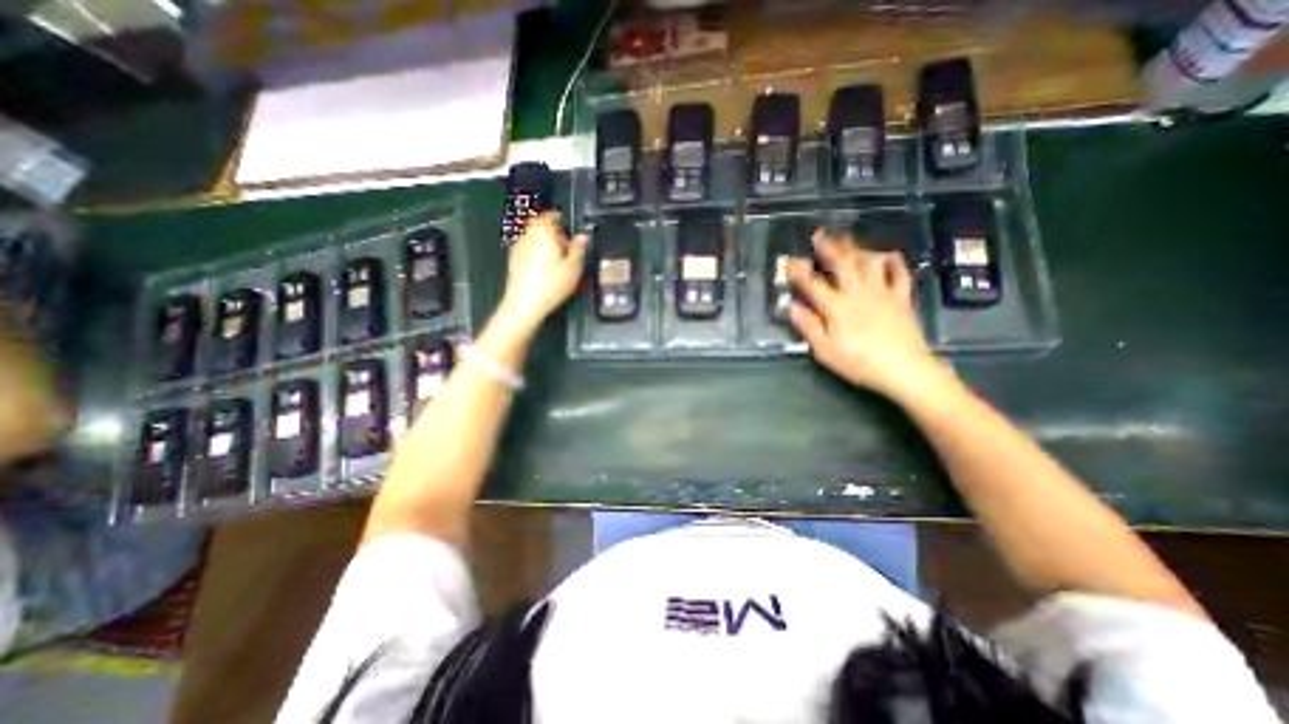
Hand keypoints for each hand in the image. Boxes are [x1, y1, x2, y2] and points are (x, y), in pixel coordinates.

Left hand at [497, 209, 588, 329]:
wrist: (524, 305)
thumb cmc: (547, 287)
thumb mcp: (573, 268)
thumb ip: (579, 249)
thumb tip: (583, 237)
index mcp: (543, 234)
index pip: (549, 215)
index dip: (559, 217)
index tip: (565, 221)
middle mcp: (528, 238)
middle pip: (539, 227)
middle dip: (552, 232)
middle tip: (565, 243)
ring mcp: (519, 250)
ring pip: (533, 239)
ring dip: (544, 244)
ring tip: (557, 258)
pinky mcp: (514, 263)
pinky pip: (527, 252)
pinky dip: (536, 255)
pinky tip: (545, 270)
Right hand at [786, 225, 942, 399]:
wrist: (905, 369)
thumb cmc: (859, 362)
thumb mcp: (825, 350)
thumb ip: (808, 326)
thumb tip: (792, 306)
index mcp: (836, 306)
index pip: (812, 284)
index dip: (799, 271)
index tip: (789, 260)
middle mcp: (857, 292)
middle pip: (842, 263)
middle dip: (829, 246)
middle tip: (820, 233)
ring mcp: (882, 292)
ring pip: (868, 262)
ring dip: (856, 247)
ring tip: (848, 237)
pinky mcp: (901, 297)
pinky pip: (899, 273)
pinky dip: (893, 261)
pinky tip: (888, 254)